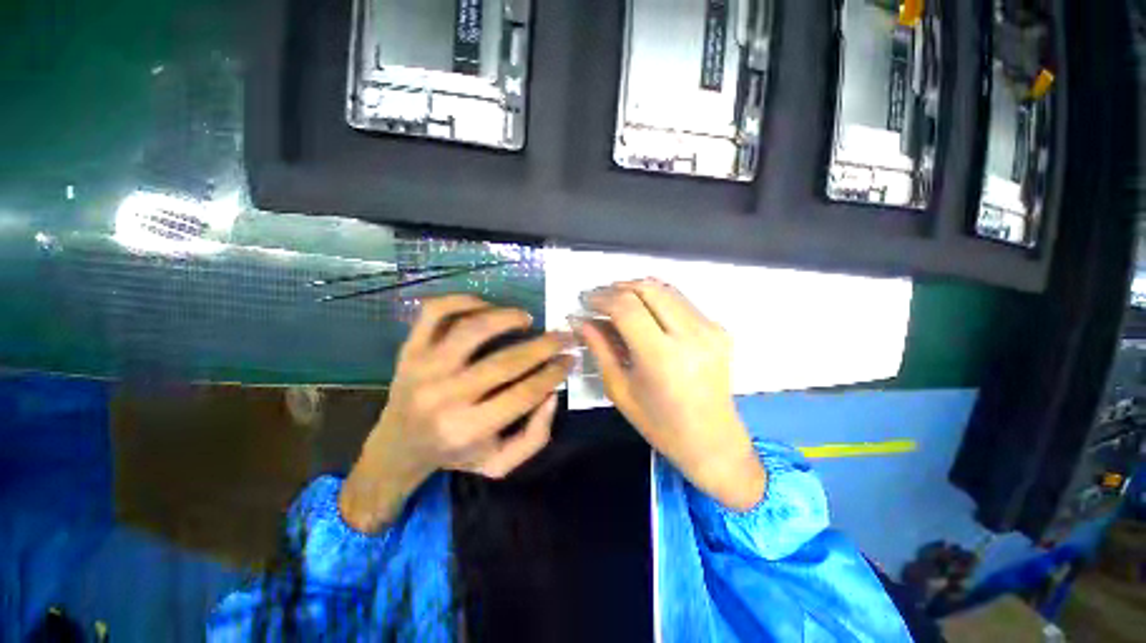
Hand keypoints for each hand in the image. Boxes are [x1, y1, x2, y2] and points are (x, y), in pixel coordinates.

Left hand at [340, 295, 573, 531]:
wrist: (398, 446)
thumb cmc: (455, 454)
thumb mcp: (500, 464)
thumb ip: (535, 435)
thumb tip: (553, 393)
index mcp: (467, 429)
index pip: (524, 393)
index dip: (554, 373)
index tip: (570, 358)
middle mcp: (444, 397)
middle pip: (505, 361)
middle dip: (545, 345)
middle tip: (563, 335)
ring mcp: (423, 368)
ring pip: (471, 328)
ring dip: (506, 317)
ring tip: (526, 318)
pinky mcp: (410, 349)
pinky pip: (435, 313)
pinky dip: (463, 301)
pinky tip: (486, 306)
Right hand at [579, 279, 764, 510]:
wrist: (712, 440)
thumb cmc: (659, 423)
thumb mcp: (620, 389)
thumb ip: (599, 349)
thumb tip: (581, 320)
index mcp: (662, 357)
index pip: (626, 308)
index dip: (601, 298)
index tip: (585, 301)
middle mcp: (690, 336)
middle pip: (647, 289)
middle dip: (617, 287)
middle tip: (598, 298)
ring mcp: (710, 329)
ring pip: (666, 289)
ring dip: (637, 288)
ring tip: (616, 300)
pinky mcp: (719, 329)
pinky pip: (681, 300)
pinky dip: (657, 298)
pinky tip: (643, 309)